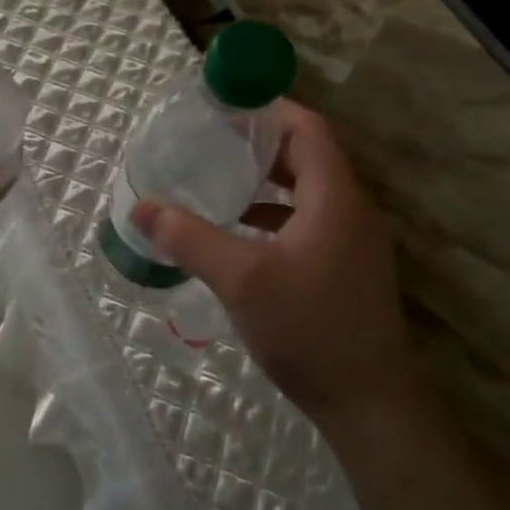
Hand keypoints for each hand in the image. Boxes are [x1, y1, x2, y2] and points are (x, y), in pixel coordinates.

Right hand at [132, 100, 410, 424]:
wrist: (369, 405)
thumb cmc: (309, 329)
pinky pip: (308, 218)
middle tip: (212, 137)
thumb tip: (140, 209)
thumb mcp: (240, 279)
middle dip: (260, 142)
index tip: (226, 104)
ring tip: (219, 176)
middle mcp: (350, 209)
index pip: (308, 129)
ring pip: (307, 189)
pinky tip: (239, 229)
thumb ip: (189, 238)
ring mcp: (352, 240)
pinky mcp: (346, 266)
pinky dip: (274, 212)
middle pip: (307, 155)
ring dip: (267, 178)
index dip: (269, 109)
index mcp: (334, 197)